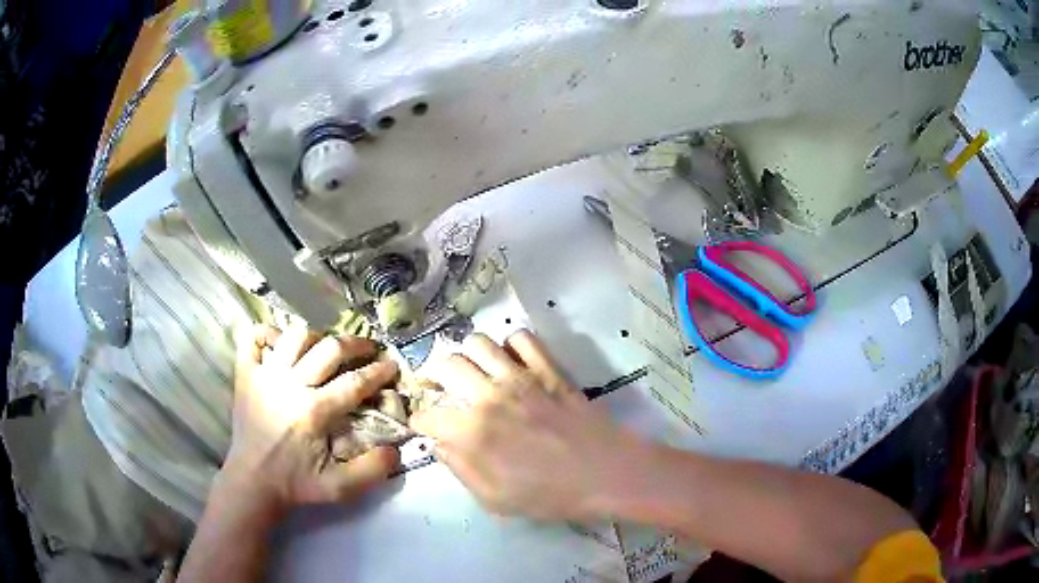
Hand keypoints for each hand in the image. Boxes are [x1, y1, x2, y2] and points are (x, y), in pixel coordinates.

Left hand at [221, 324, 400, 517]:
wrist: (253, 482)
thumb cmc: (296, 484)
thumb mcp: (340, 488)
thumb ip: (372, 470)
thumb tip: (395, 449)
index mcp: (314, 411)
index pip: (355, 382)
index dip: (379, 371)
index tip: (392, 365)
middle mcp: (290, 385)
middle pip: (329, 348)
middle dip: (356, 344)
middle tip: (369, 349)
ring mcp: (265, 375)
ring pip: (296, 336)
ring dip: (317, 338)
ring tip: (326, 349)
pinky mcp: (245, 374)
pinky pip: (254, 338)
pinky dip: (269, 334)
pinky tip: (281, 345)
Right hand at [410, 330, 639, 521]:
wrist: (605, 473)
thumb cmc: (550, 495)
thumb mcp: (495, 500)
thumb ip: (460, 469)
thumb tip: (439, 443)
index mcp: (472, 432)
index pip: (427, 415)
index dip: (420, 421)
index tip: (424, 425)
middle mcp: (489, 396)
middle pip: (446, 364)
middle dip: (434, 376)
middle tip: (441, 389)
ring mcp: (520, 377)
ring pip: (478, 342)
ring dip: (468, 355)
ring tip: (473, 371)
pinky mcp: (548, 368)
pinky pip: (521, 338)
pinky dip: (511, 345)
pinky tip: (513, 363)